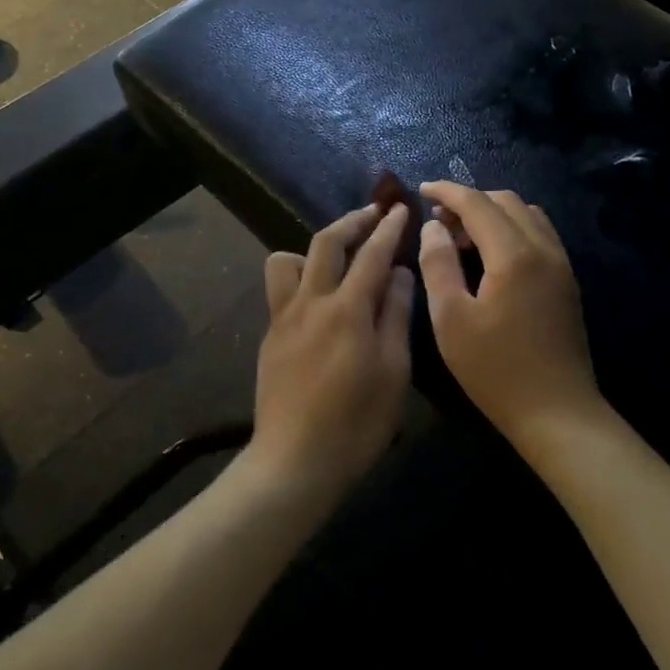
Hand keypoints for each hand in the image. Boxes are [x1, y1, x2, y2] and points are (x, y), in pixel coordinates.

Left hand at [248, 203, 415, 496]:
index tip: (400, 209)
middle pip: (326, 242)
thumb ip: (395, 314)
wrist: (295, 460)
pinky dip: (301, 276)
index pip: (372, 254)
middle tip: (373, 213)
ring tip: (337, 258)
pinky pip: (281, 288)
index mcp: (347, 309)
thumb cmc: (357, 421)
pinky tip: (319, 298)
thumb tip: (399, 273)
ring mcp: (284, 316)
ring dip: (314, 247)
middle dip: (352, 221)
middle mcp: (311, 301)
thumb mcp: (393, 370)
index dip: (388, 228)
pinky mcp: (270, 334)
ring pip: (288, 258)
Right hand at [418, 182, 600, 449]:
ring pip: (526, 214)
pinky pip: (539, 234)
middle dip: (469, 201)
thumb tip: (433, 227)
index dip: (447, 192)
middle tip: (438, 222)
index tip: (421, 190)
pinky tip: (492, 257)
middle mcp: (543, 248)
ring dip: (492, 213)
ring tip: (463, 238)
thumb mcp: (451, 319)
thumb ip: (438, 264)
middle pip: (505, 201)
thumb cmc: (495, 370)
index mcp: (514, 254)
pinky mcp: (567, 281)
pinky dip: (512, 229)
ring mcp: (561, 264)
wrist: (558, 413)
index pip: (477, 203)